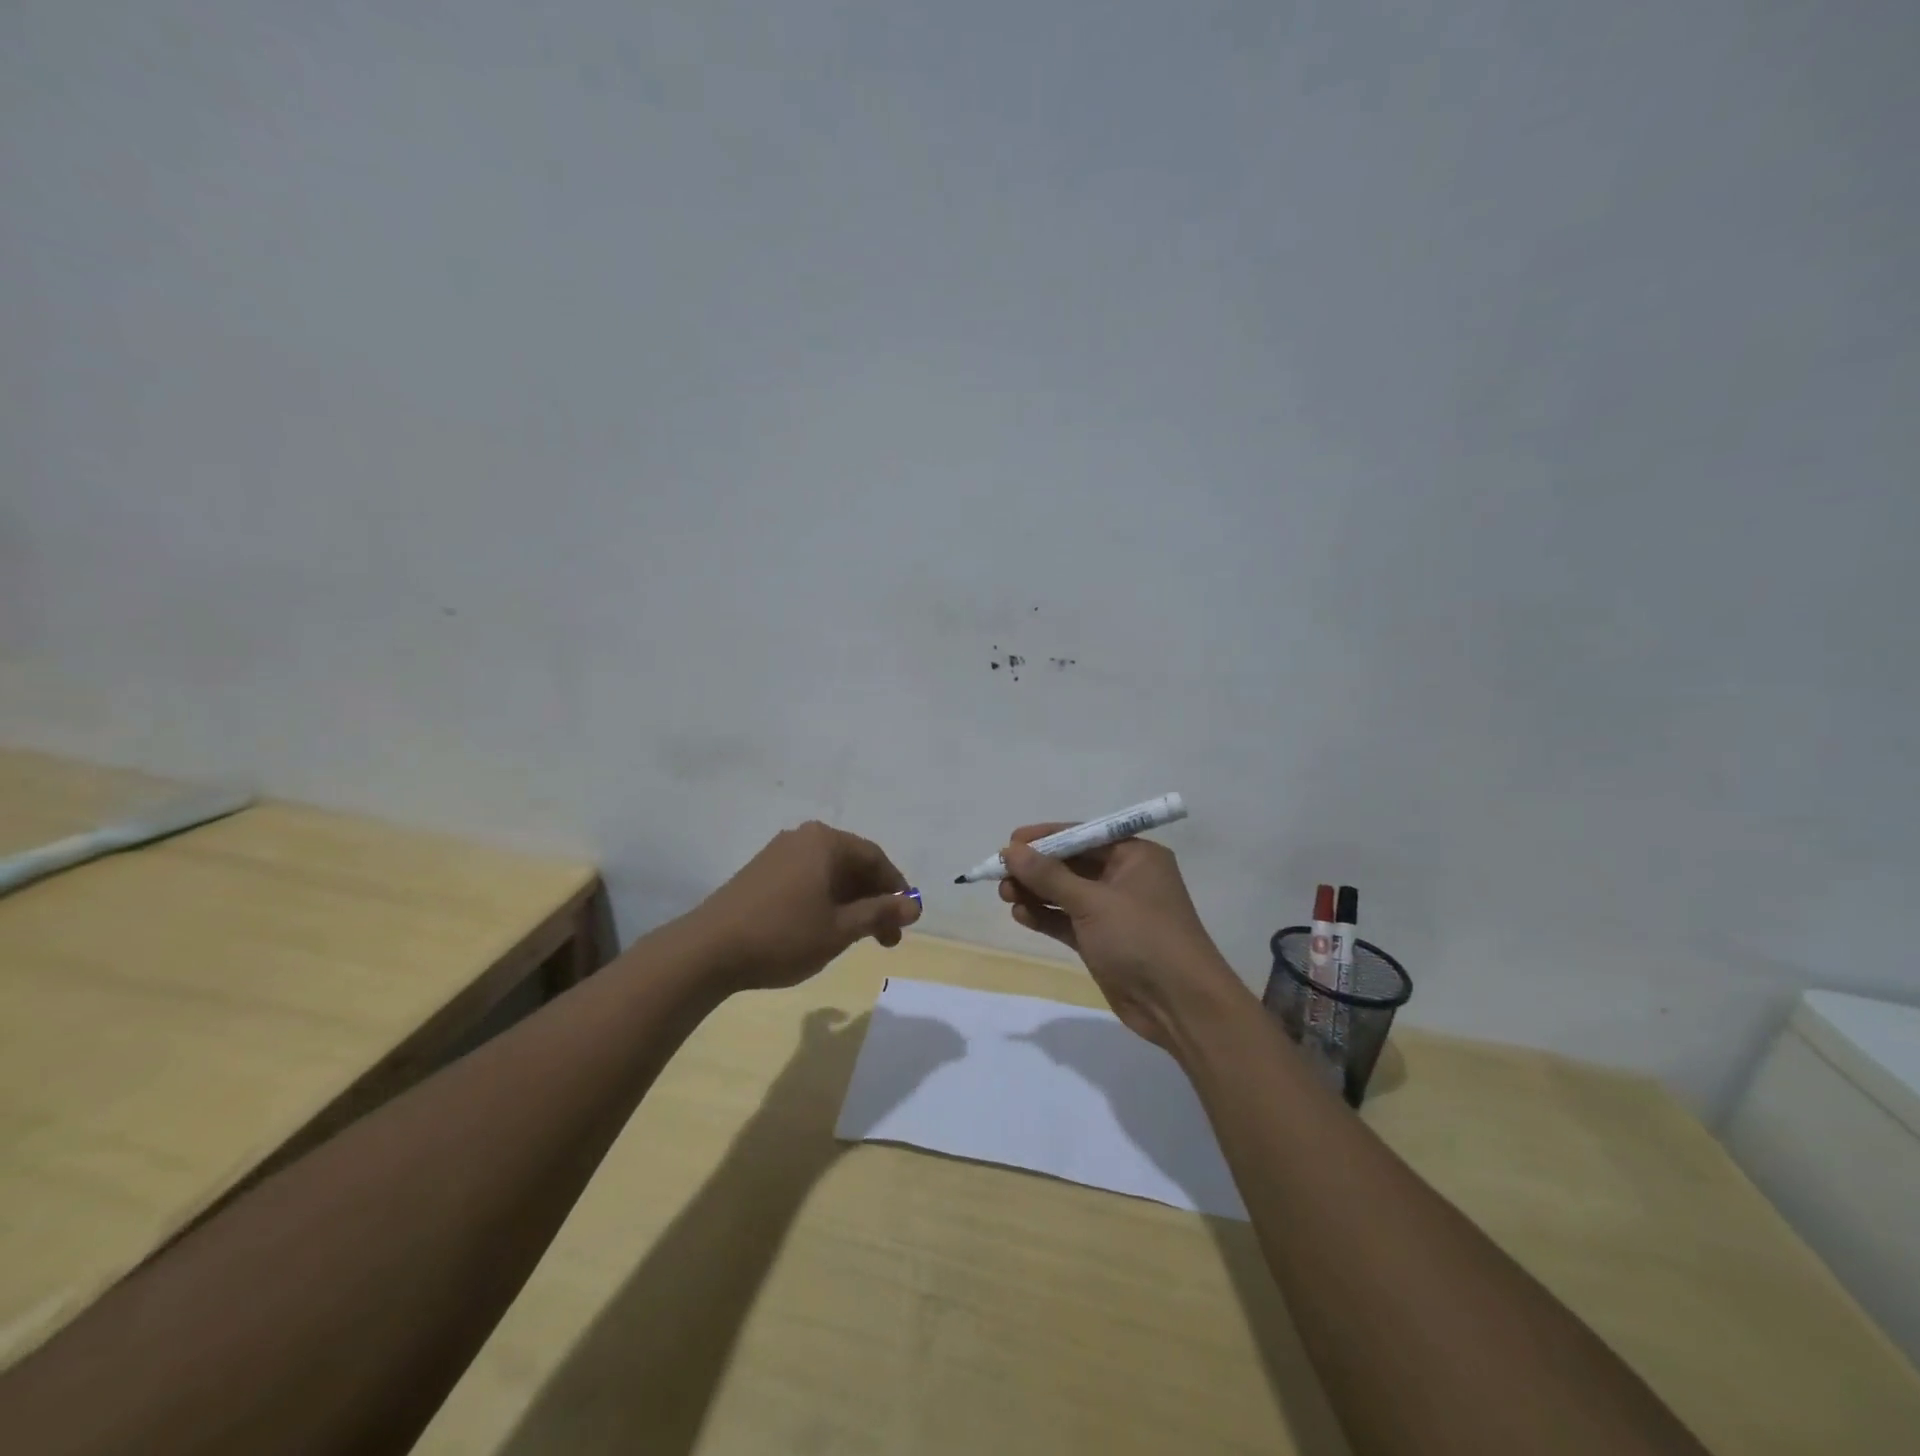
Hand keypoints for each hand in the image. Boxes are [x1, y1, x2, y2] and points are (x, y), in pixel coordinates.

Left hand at [687, 822, 920, 991]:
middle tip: (886, 938)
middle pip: (852, 864)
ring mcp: (778, 853)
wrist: (708, 950)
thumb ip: (879, 913)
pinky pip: (807, 879)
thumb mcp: (840, 929)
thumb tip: (914, 906)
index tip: (906, 922)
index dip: (896, 890)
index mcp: (825, 842)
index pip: (875, 859)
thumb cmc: (783, 935)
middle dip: (874, 900)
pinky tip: (825, 928)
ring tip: (858, 938)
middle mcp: (803, 838)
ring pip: (829, 874)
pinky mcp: (761, 872)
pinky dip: (825, 901)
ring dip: (850, 903)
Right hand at [998, 825, 1241, 1049]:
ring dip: (1036, 893)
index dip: (1046, 838)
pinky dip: (1045, 916)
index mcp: (1135, 856)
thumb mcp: (1093, 902)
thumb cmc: (1142, 938)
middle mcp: (1125, 878)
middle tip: (1000, 874)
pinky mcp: (1102, 941)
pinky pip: (1067, 920)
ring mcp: (1114, 911)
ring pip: (1066, 893)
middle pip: (1071, 864)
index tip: (1010, 843)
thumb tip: (1011, 850)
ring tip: (1004, 895)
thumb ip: (1049, 876)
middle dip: (1036, 868)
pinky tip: (1020, 915)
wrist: (1179, 1006)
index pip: (1084, 836)